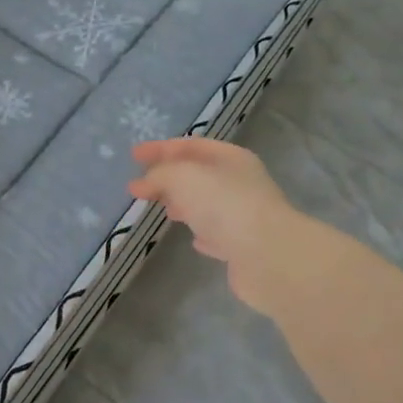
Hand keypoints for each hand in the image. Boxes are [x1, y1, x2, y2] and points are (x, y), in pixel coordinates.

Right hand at [129, 138, 300, 307]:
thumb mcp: (182, 177)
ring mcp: (244, 215)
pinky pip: (218, 234)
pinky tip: (193, 240)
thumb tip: (144, 183)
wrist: (268, 257)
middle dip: (168, 177)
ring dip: (183, 204)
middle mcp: (240, 182)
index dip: (160, 148)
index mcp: (230, 158)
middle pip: (198, 174)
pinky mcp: (243, 247)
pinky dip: (202, 232)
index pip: (190, 145)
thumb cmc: (224, 205)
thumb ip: (159, 175)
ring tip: (162, 210)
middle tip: (140, 187)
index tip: (134, 156)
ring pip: (207, 203)